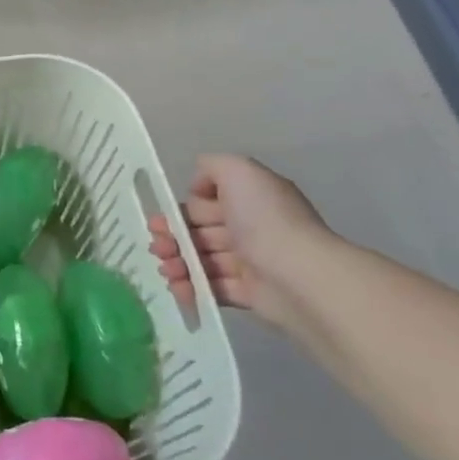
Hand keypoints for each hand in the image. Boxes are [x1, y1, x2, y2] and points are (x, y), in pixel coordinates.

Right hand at [149, 155, 329, 329]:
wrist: (300, 275)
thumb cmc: (266, 219)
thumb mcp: (239, 172)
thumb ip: (212, 166)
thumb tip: (197, 185)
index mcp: (248, 200)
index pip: (205, 202)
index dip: (180, 210)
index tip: (163, 219)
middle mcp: (250, 228)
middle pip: (199, 232)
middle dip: (172, 238)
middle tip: (158, 247)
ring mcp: (249, 262)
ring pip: (202, 260)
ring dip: (177, 263)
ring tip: (167, 270)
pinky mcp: (249, 293)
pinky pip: (212, 288)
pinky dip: (191, 287)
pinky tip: (178, 287)